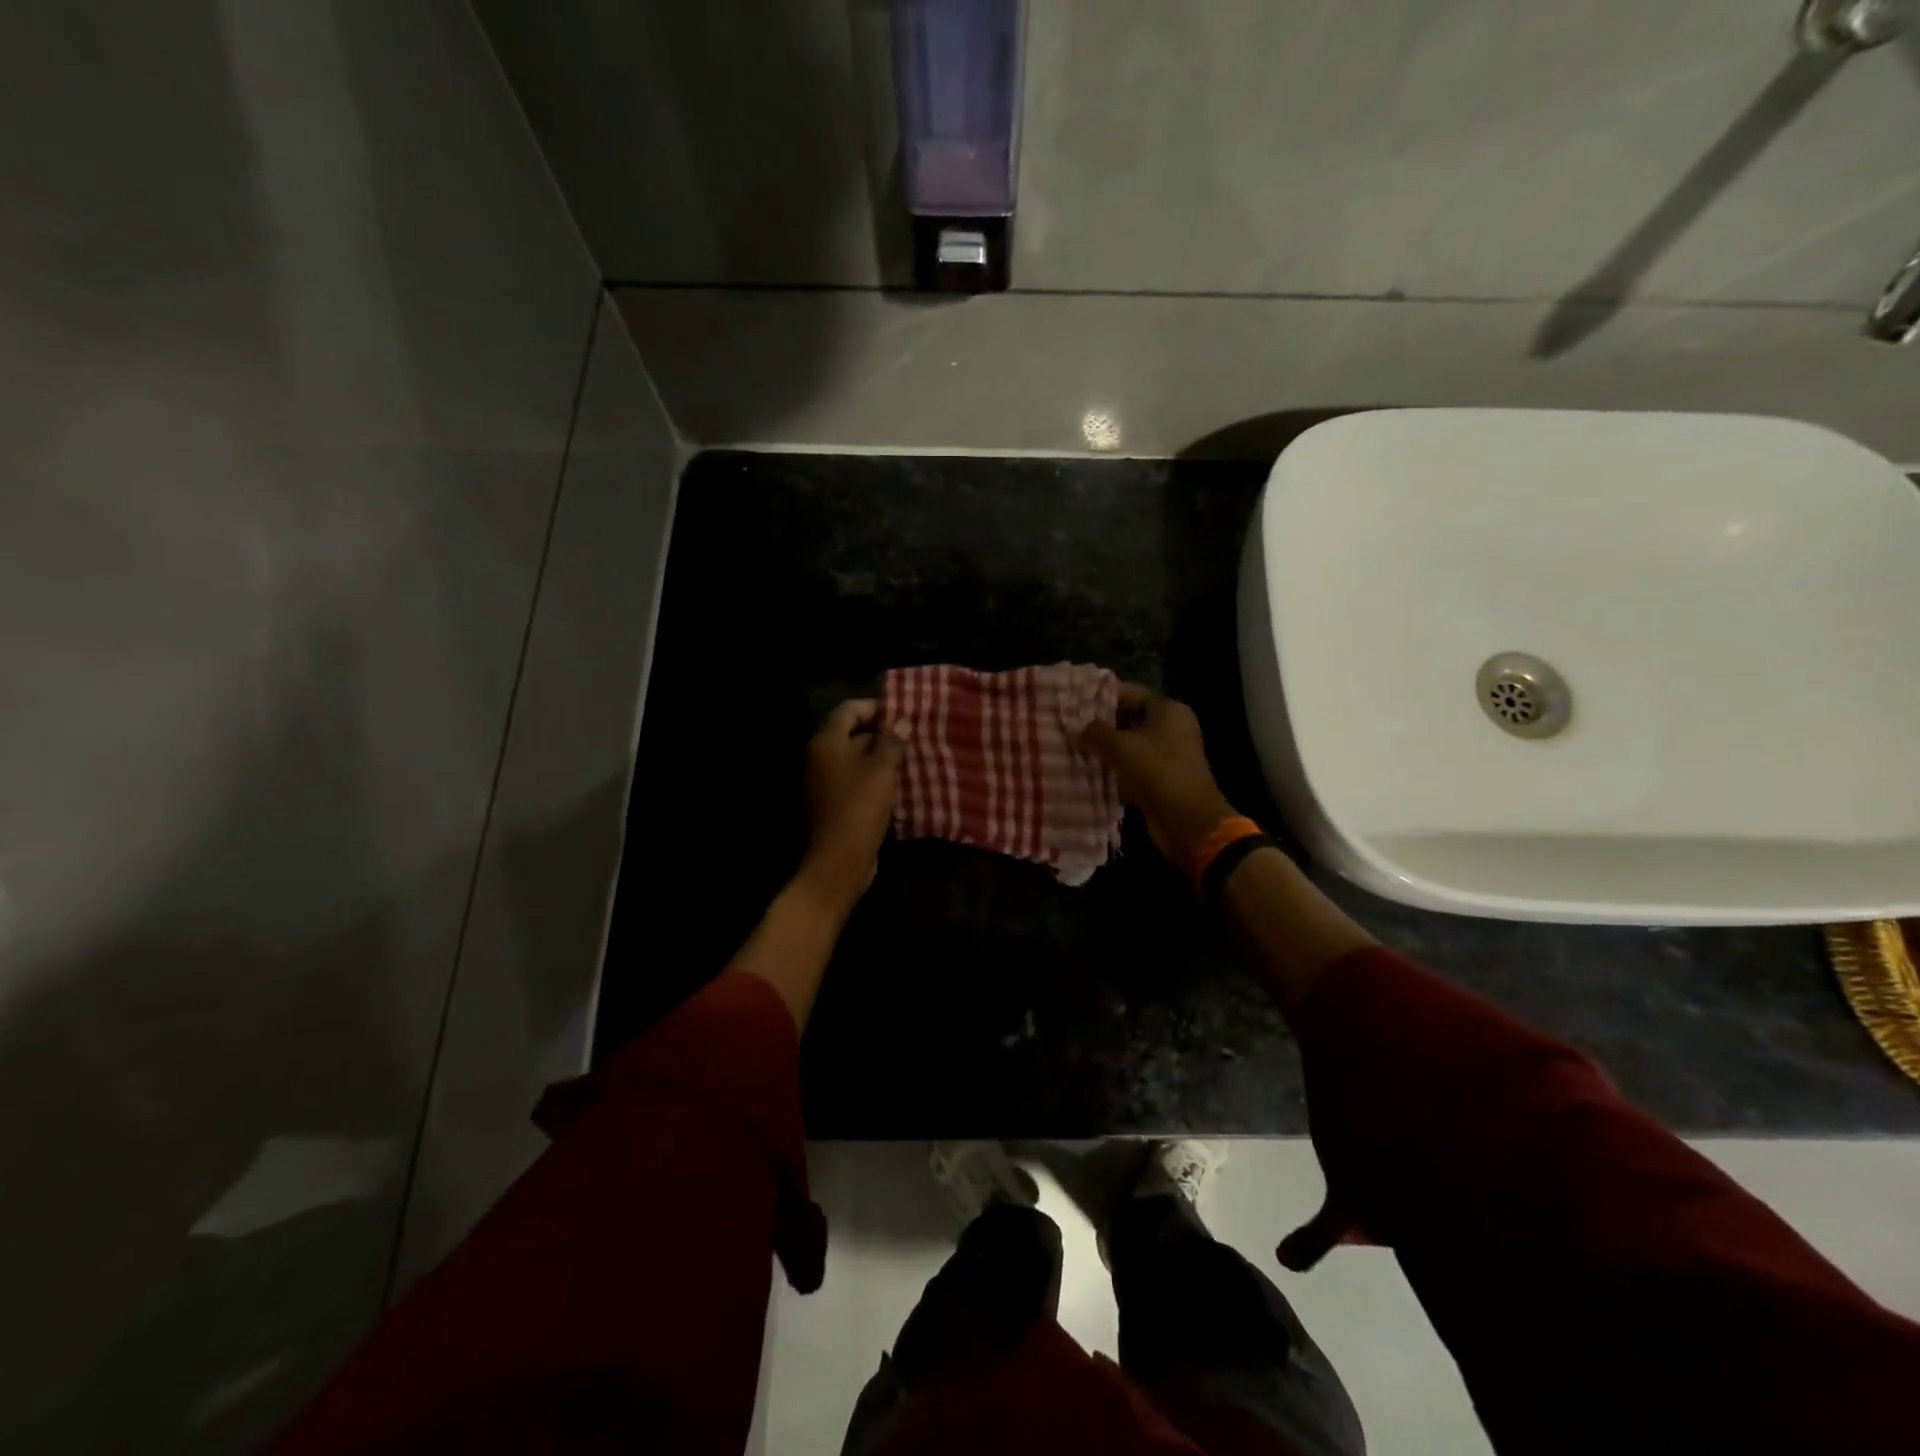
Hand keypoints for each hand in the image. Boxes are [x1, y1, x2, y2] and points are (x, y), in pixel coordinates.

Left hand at [800, 698, 908, 907]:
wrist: (838, 861)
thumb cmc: (860, 807)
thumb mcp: (882, 770)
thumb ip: (891, 742)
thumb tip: (901, 721)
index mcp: (826, 743)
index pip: (849, 710)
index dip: (876, 708)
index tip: (903, 715)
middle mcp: (819, 757)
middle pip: (850, 733)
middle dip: (881, 733)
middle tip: (911, 737)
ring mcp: (824, 782)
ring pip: (855, 759)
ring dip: (880, 757)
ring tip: (910, 759)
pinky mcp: (833, 803)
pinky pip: (854, 780)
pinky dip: (874, 778)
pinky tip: (898, 784)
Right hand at [1078, 685, 1236, 866]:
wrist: (1187, 820)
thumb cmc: (1157, 771)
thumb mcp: (1121, 746)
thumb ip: (1095, 733)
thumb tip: (1077, 729)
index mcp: (1168, 710)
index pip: (1129, 693)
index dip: (1100, 696)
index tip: (1072, 702)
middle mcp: (1170, 726)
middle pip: (1128, 717)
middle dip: (1100, 724)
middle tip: (1068, 726)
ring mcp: (1167, 753)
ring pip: (1129, 743)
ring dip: (1105, 748)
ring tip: (1073, 747)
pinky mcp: (1161, 776)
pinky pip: (1132, 764)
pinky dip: (1114, 767)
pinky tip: (1090, 770)